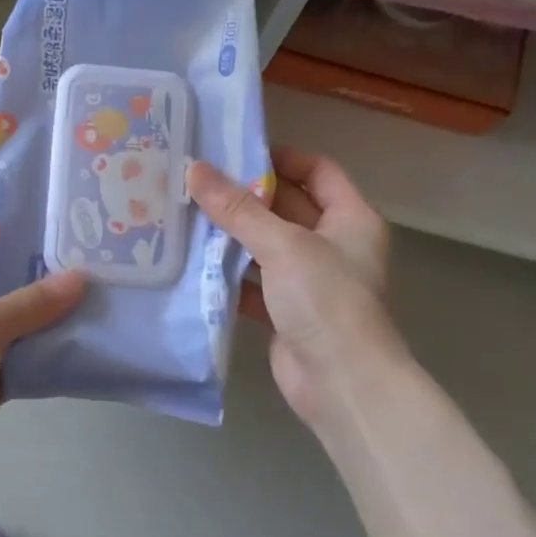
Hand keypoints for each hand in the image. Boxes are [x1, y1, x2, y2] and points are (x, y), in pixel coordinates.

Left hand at [0, 204, 85, 523]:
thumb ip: (29, 304)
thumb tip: (79, 278)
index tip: (35, 204)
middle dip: (30, 267)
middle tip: (81, 251)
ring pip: (6, 321)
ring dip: (41, 313)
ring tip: (92, 291)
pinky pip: (14, 359)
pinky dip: (40, 353)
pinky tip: (79, 340)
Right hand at [188, 147, 404, 435]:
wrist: (342, 383)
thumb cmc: (326, 300)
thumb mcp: (283, 245)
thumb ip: (238, 209)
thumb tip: (194, 169)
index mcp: (350, 219)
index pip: (318, 171)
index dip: (281, 157)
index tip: (235, 153)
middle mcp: (332, 244)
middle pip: (286, 206)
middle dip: (245, 195)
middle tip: (197, 180)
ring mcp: (308, 280)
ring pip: (265, 245)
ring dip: (231, 233)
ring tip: (185, 213)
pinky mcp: (285, 310)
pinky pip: (252, 280)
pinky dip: (227, 272)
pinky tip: (192, 261)